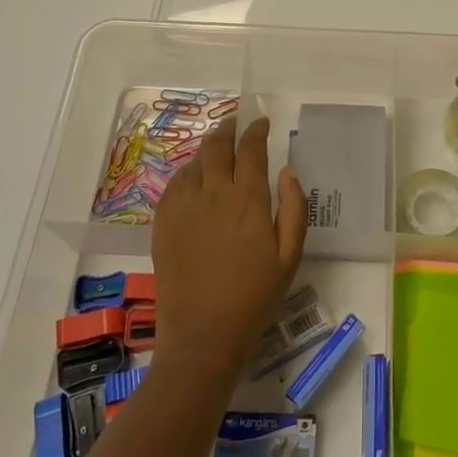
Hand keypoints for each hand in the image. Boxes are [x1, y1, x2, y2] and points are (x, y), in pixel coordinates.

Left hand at [150, 116, 307, 378]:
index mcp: (248, 199)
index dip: (256, 129)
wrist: (203, 334)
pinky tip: (195, 178)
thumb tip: (287, 170)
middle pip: (218, 145)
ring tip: (217, 147)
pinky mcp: (163, 222)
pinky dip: (188, 171)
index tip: (261, 122)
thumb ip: (294, 207)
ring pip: (195, 160)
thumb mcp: (289, 255)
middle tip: (236, 124)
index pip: (251, 148)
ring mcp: (184, 206)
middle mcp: (214, 192)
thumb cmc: (254, 297)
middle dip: (229, 129)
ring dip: (209, 148)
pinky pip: (175, 182)